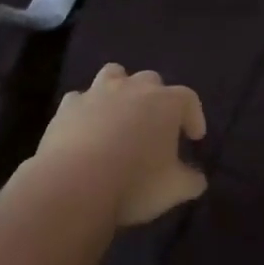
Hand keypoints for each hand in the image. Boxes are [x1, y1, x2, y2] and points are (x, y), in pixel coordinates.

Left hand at [34, 65, 207, 225]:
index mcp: (166, 103)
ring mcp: (97, 93)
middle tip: (157, 127)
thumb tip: (196, 178)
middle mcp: (133, 88)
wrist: (74, 184)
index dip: (194, 116)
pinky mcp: (68, 105)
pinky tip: (86, 129)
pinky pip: (81, 99)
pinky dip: (86, 110)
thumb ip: (190, 180)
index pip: (188, 99)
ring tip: (120, 115)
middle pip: (151, 81)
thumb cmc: (135, 183)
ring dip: (121, 90)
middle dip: (157, 99)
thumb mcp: (174, 189)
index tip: (194, 137)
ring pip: (113, 74)